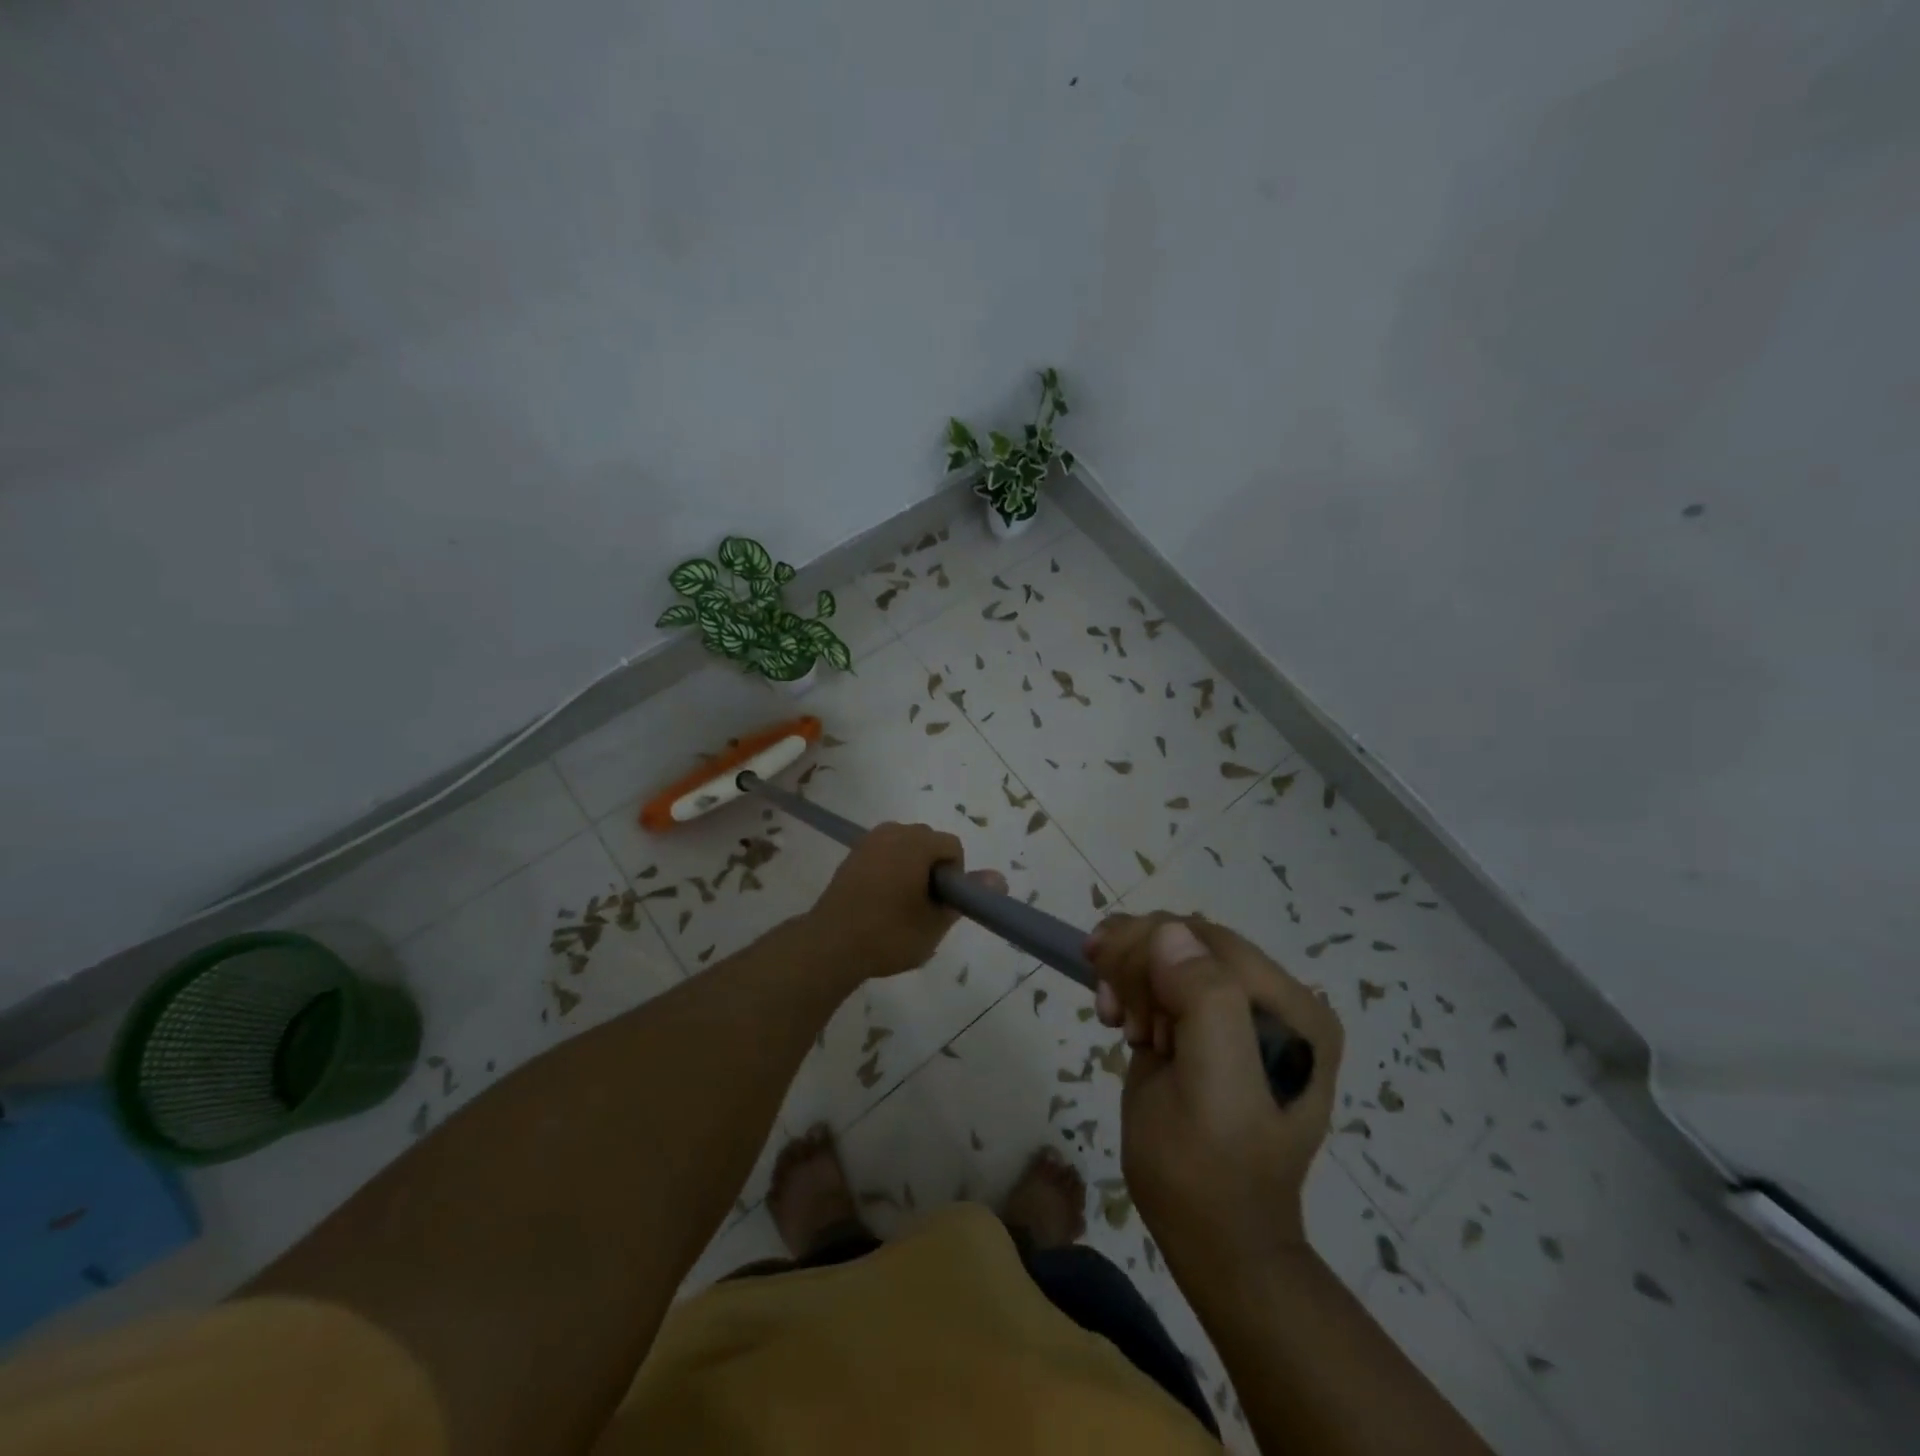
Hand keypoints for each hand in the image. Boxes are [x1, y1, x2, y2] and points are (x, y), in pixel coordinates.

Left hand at [805, 821, 1005, 979]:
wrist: (829, 945)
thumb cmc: (889, 934)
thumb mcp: (935, 922)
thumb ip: (968, 896)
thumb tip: (999, 878)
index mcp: (916, 842)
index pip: (952, 847)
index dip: (954, 876)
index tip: (941, 905)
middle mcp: (892, 832)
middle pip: (928, 842)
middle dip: (933, 870)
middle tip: (923, 907)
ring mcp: (868, 841)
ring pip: (905, 848)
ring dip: (912, 869)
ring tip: (902, 906)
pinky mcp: (852, 855)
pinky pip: (884, 854)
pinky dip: (891, 870)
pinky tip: (881, 902)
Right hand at [1086, 912, 1342, 1268]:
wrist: (1213, 1240)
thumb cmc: (1208, 1171)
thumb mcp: (1210, 1088)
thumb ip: (1204, 1000)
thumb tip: (1170, 933)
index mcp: (1292, 1009)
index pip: (1207, 939)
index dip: (1149, 946)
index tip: (1104, 979)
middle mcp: (1275, 1002)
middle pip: (1187, 940)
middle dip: (1137, 960)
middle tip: (1111, 1007)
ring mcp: (1242, 1014)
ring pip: (1169, 952)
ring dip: (1129, 974)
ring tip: (1115, 1016)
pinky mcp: (1210, 1028)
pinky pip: (1163, 979)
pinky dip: (1132, 989)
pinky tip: (1122, 1020)